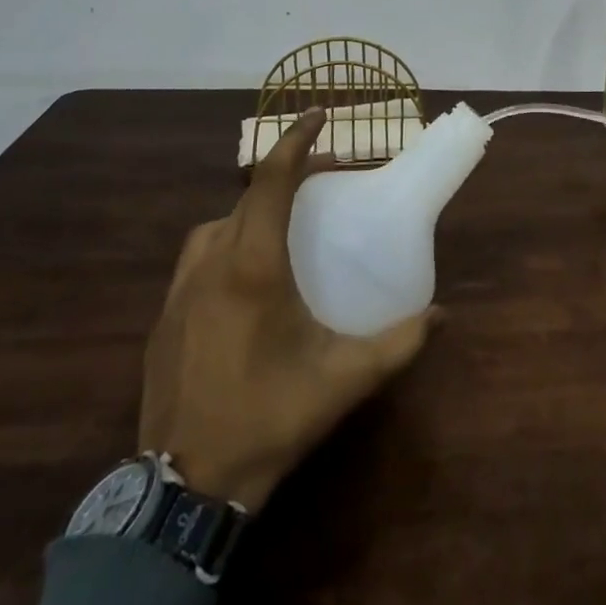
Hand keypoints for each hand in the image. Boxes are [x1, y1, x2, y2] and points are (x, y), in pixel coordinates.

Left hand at [139, 109, 436, 511]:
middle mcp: (211, 264)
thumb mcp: (344, 380)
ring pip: (217, 225)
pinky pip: (198, 258)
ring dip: (250, 212)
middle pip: (246, 197)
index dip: (296, 141)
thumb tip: (442, 315)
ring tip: (282, 229)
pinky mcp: (162, 317)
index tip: (319, 116)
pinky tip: (245, 280)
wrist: (183, 487)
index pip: (271, 180)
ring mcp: (179, 290)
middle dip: (284, 177)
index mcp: (253, 266)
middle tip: (321, 182)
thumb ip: (399, 343)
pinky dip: (226, 244)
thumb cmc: (269, 417)